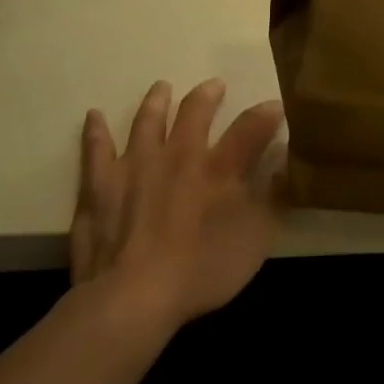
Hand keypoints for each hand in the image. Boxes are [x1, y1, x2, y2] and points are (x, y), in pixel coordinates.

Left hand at [68, 80, 284, 331]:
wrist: (133, 298)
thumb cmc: (203, 270)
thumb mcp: (257, 239)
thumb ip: (274, 199)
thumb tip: (287, 165)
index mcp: (220, 168)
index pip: (250, 128)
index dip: (266, 114)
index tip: (275, 105)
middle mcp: (178, 155)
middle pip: (195, 112)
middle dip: (208, 96)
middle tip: (214, 85)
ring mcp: (135, 166)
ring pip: (147, 121)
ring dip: (156, 102)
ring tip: (162, 87)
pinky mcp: (99, 185)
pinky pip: (96, 149)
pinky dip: (96, 131)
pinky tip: (95, 116)